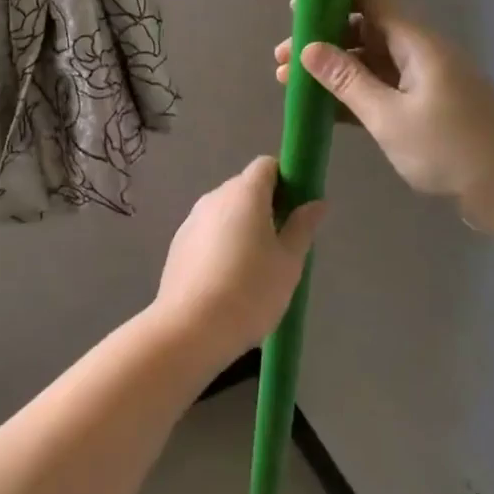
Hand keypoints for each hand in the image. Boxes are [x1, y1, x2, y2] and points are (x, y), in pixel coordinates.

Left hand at [151, 157, 323, 366]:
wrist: (191, 328)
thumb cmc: (250, 291)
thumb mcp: (289, 262)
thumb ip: (302, 227)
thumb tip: (316, 202)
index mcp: (244, 194)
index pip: (266, 166)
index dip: (285, 180)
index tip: (297, 208)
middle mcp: (214, 197)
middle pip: (245, 188)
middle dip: (266, 206)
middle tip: (283, 243)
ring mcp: (191, 220)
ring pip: (225, 212)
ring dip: (243, 227)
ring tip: (256, 268)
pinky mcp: (178, 244)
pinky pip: (208, 232)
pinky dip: (222, 244)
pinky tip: (229, 280)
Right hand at [274, 0, 493, 232]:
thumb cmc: (451, 149)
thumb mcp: (389, 117)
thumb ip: (347, 81)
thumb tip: (309, 48)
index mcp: (417, 44)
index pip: (373, 0)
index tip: (296, 11)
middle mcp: (420, 54)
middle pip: (365, 31)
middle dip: (323, 40)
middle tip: (282, 60)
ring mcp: (424, 82)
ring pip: (370, 63)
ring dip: (332, 70)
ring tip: (289, 84)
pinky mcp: (426, 108)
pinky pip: (381, 89)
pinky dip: (351, 93)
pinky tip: (322, 108)